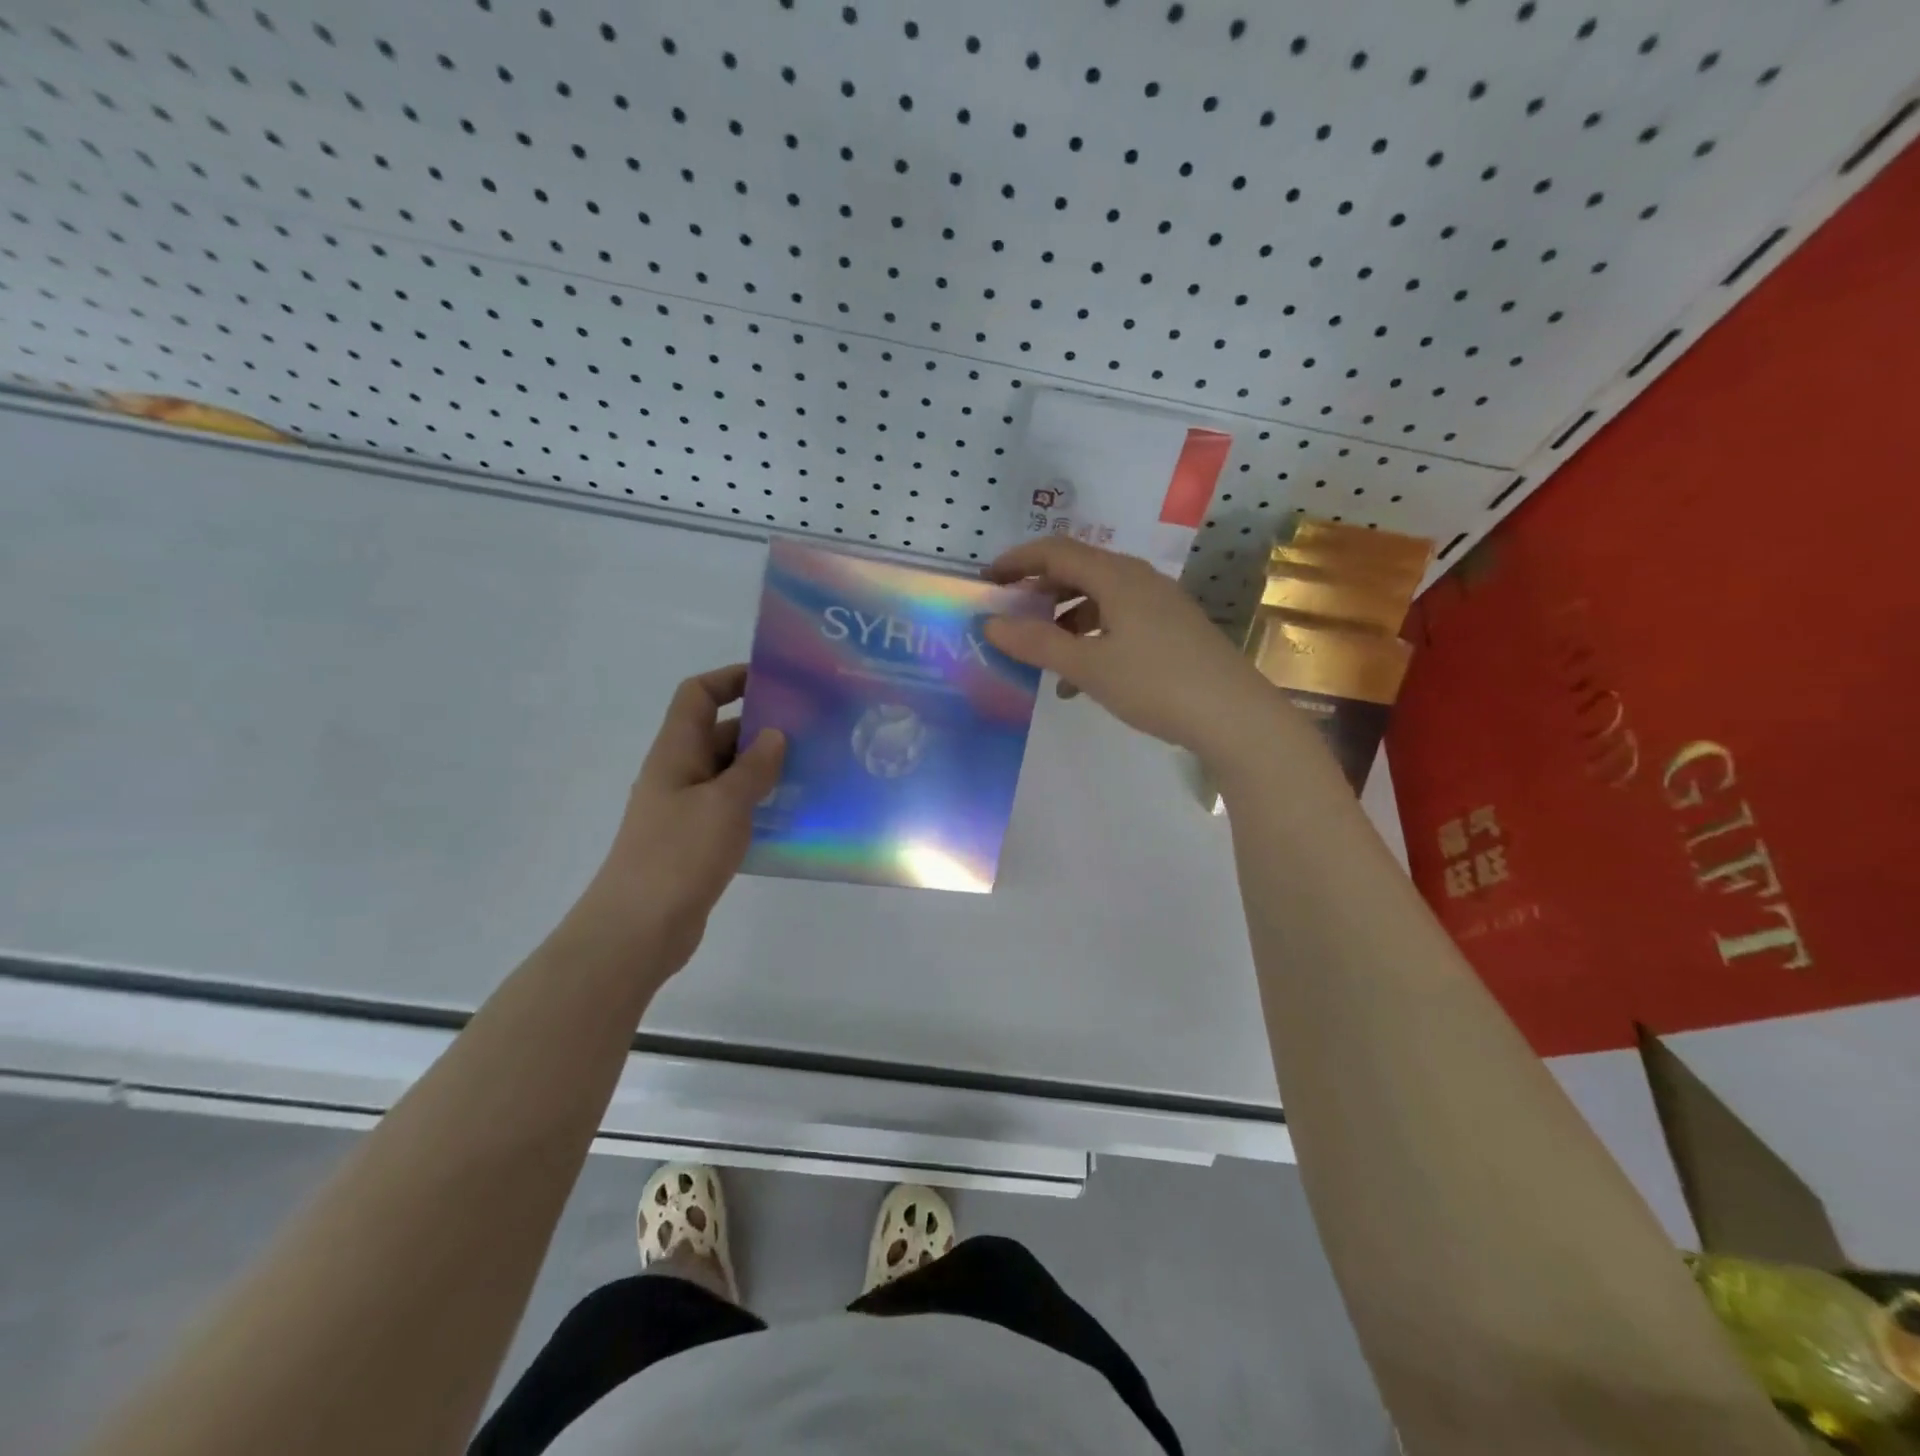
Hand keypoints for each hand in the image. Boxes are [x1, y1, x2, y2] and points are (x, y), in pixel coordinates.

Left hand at [574, 665, 783, 972]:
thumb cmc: (678, 855)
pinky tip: (794, 816)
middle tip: (813, 732)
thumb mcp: (724, 804)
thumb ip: (754, 767)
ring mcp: (687, 810)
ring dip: (766, 771)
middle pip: (721, 734)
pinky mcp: (697, 843)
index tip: (774, 682)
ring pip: (731, 775)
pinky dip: (760, 806)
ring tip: (814, 772)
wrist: (638, 930)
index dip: (731, 679)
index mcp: (676, 752)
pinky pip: (733, 810)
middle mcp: (679, 774)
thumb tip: (775, 735)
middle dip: (762, 729)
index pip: (698, 696)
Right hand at [983, 538, 1279, 765]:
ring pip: (1098, 600)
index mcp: (1117, 576)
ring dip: (1063, 621)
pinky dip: (1090, 639)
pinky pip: (1118, 622)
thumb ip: (1037, 643)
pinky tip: (1078, 681)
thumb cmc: (1156, 684)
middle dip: (1038, 591)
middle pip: (1078, 571)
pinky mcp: (1171, 630)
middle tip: (1008, 615)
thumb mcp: (1089, 666)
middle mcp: (1139, 580)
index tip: (986, 580)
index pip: (1056, 551)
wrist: (1234, 716)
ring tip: (1039, 655)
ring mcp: (1159, 605)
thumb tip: (990, 623)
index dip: (1017, 561)